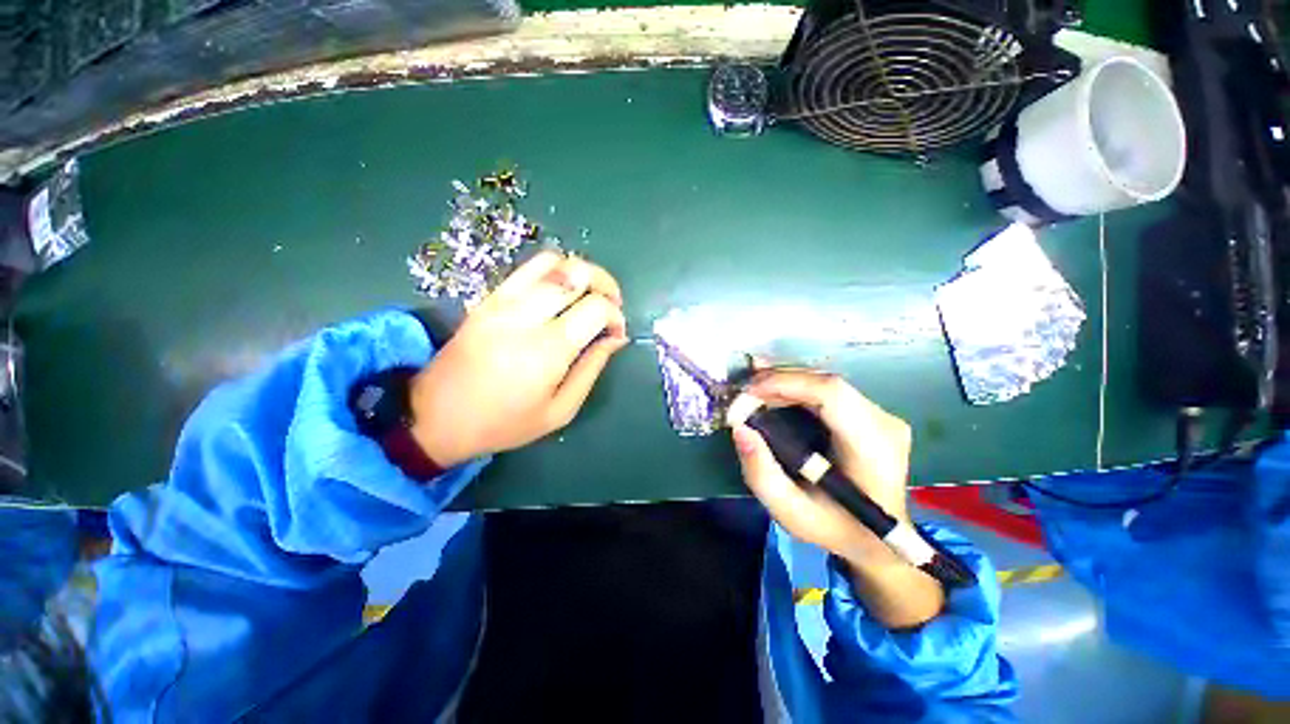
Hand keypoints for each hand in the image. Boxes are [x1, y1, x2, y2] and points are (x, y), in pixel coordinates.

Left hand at [409, 251, 627, 467]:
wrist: (436, 416)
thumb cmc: (504, 422)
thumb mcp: (560, 410)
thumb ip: (592, 369)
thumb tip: (616, 339)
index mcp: (547, 349)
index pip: (596, 307)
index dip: (616, 315)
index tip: (617, 333)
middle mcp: (526, 315)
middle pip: (577, 273)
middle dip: (606, 284)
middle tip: (613, 304)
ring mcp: (502, 301)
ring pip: (553, 262)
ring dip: (581, 272)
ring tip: (590, 294)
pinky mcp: (488, 298)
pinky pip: (528, 269)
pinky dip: (554, 272)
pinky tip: (560, 294)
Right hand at [731, 370, 942, 627]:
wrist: (880, 540)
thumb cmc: (836, 528)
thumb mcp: (791, 513)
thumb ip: (761, 473)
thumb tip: (740, 428)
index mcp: (872, 447)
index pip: (831, 394)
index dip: (785, 383)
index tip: (748, 393)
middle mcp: (883, 422)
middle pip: (824, 382)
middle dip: (778, 381)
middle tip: (743, 393)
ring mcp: (880, 414)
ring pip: (824, 382)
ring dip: (784, 382)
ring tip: (752, 390)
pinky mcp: (870, 413)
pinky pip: (827, 390)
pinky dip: (795, 388)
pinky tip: (772, 390)